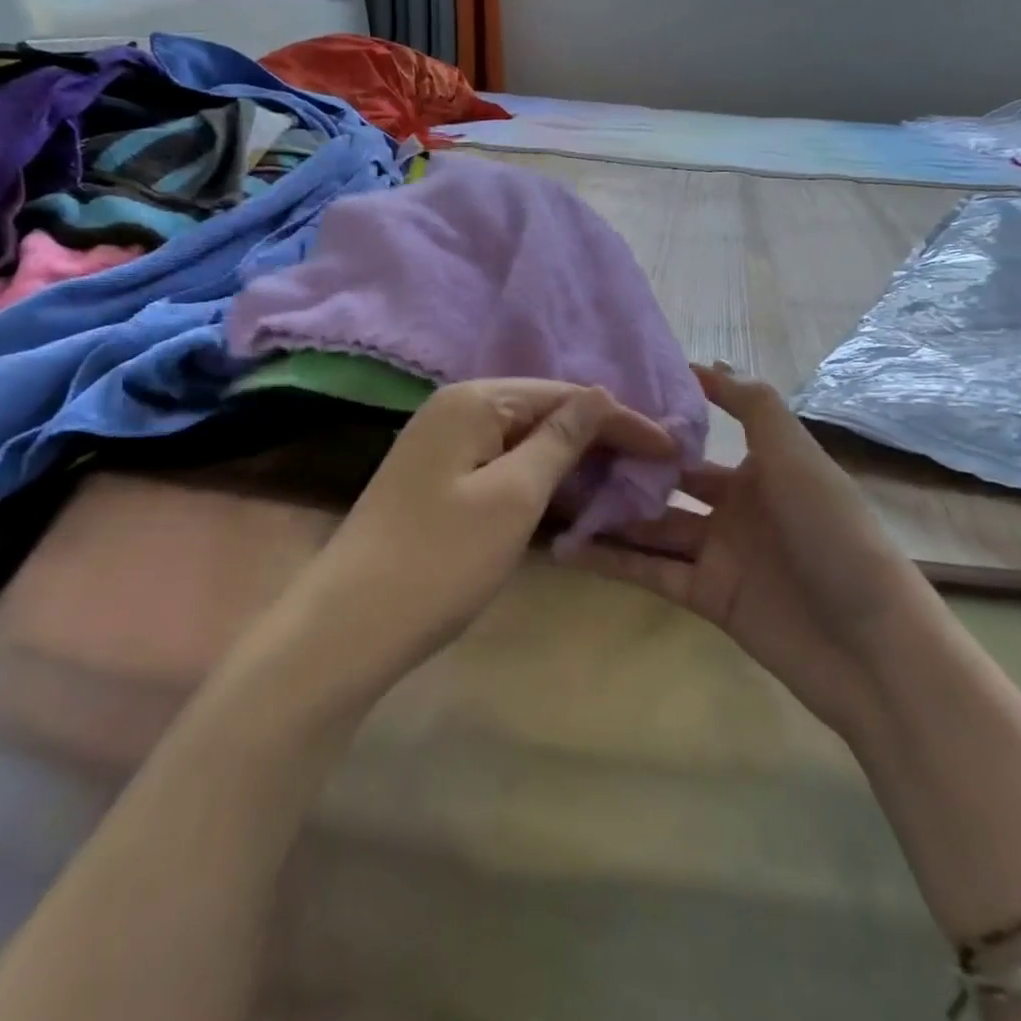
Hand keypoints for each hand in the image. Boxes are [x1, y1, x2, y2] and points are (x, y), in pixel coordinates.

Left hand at [289, 380, 675, 688]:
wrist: (349, 625)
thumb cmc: (440, 558)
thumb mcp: (514, 496)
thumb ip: (560, 440)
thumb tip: (599, 395)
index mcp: (473, 400)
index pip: (564, 395)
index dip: (620, 419)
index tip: (671, 447)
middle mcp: (454, 408)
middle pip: (543, 410)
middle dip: (597, 436)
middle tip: (652, 465)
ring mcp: (441, 444)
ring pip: (522, 439)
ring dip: (570, 457)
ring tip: (622, 478)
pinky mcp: (436, 478)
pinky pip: (501, 463)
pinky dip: (538, 477)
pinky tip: (567, 493)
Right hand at [576, 364, 913, 737]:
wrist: (870, 643)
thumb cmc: (833, 532)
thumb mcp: (796, 455)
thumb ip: (752, 406)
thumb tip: (704, 364)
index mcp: (760, 470)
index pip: (696, 441)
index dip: (656, 425)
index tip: (604, 406)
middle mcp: (735, 508)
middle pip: (666, 484)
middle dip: (622, 469)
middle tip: (563, 452)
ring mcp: (718, 555)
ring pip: (651, 527)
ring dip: (608, 514)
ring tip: (551, 495)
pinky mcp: (705, 597)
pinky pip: (650, 572)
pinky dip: (612, 561)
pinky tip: (566, 547)